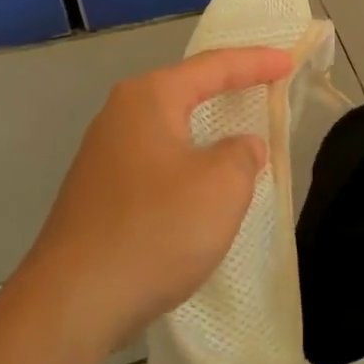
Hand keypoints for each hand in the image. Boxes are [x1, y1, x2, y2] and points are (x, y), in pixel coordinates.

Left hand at [9, 46, 293, 360]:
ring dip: (206, 127)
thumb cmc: (156, 230)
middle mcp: (119, 116)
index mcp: (149, 99)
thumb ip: (242, 154)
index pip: (213, 67)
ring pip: (170, 128)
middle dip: (227, 86)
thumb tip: (239, 148)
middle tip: (265, 84)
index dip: (255, 62)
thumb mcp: (221, 186)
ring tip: (239, 128)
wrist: (74, 302)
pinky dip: (188, 159)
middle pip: (185, 90)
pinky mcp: (99, 194)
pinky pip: (157, 160)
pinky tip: (202, 182)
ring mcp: (103, 156)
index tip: (288, 61)